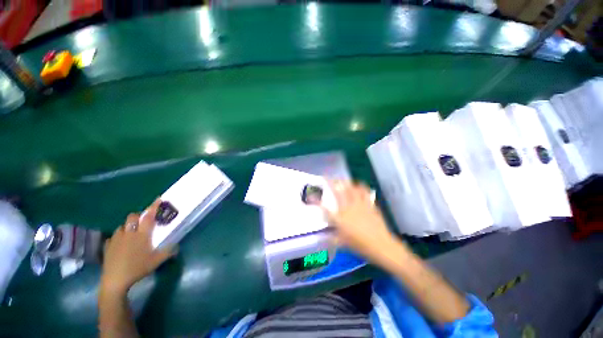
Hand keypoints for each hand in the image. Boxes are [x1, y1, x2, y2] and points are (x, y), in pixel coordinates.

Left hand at [100, 199, 175, 294]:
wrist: (115, 280)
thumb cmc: (138, 268)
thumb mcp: (157, 261)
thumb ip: (168, 251)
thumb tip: (178, 246)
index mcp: (142, 235)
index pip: (149, 217)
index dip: (154, 207)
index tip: (158, 199)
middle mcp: (128, 233)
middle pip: (132, 217)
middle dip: (138, 216)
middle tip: (143, 222)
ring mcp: (116, 239)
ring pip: (122, 226)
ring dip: (128, 226)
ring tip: (132, 234)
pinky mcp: (108, 246)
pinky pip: (113, 237)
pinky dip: (118, 237)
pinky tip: (120, 244)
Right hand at [324, 181, 397, 260]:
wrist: (381, 245)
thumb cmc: (360, 246)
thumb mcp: (343, 243)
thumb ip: (332, 237)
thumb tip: (325, 235)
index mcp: (340, 219)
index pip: (324, 208)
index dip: (316, 201)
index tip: (310, 196)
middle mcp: (348, 208)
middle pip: (338, 192)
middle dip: (331, 183)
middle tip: (327, 177)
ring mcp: (359, 205)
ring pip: (351, 189)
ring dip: (345, 182)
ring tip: (342, 179)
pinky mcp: (369, 205)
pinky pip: (364, 192)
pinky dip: (361, 187)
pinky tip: (358, 185)